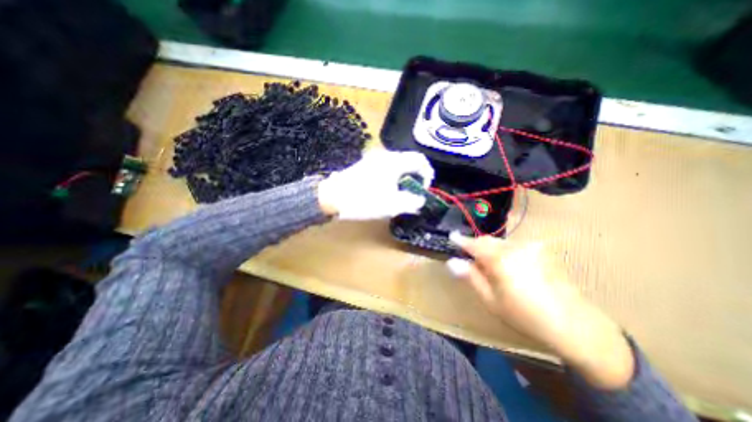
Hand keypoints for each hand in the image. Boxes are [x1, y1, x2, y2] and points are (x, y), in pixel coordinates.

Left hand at [317, 149, 434, 221]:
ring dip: (404, 178)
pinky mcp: (366, 165)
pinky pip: (386, 168)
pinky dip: (393, 177)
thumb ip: (412, 202)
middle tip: (414, 193)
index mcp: (394, 161)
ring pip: (397, 165)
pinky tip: (387, 190)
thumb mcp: (392, 204)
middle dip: (415, 177)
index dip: (427, 173)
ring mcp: (373, 159)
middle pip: (409, 161)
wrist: (333, 197)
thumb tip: (420, 200)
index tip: (425, 189)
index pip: (420, 160)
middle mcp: (385, 155)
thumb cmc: (365, 200)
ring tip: (401, 194)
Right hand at [445, 234, 633, 388]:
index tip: (451, 237)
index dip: (461, 240)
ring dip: (492, 250)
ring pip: (501, 243)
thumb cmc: (525, 316)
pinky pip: (515, 246)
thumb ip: (471, 277)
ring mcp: (531, 246)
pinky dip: (506, 252)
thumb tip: (452, 262)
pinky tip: (512, 268)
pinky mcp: (542, 250)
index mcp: (499, 259)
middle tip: (471, 259)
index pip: (473, 244)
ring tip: (493, 268)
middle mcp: (514, 247)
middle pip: (488, 241)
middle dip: (477, 247)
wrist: (576, 325)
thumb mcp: (491, 300)